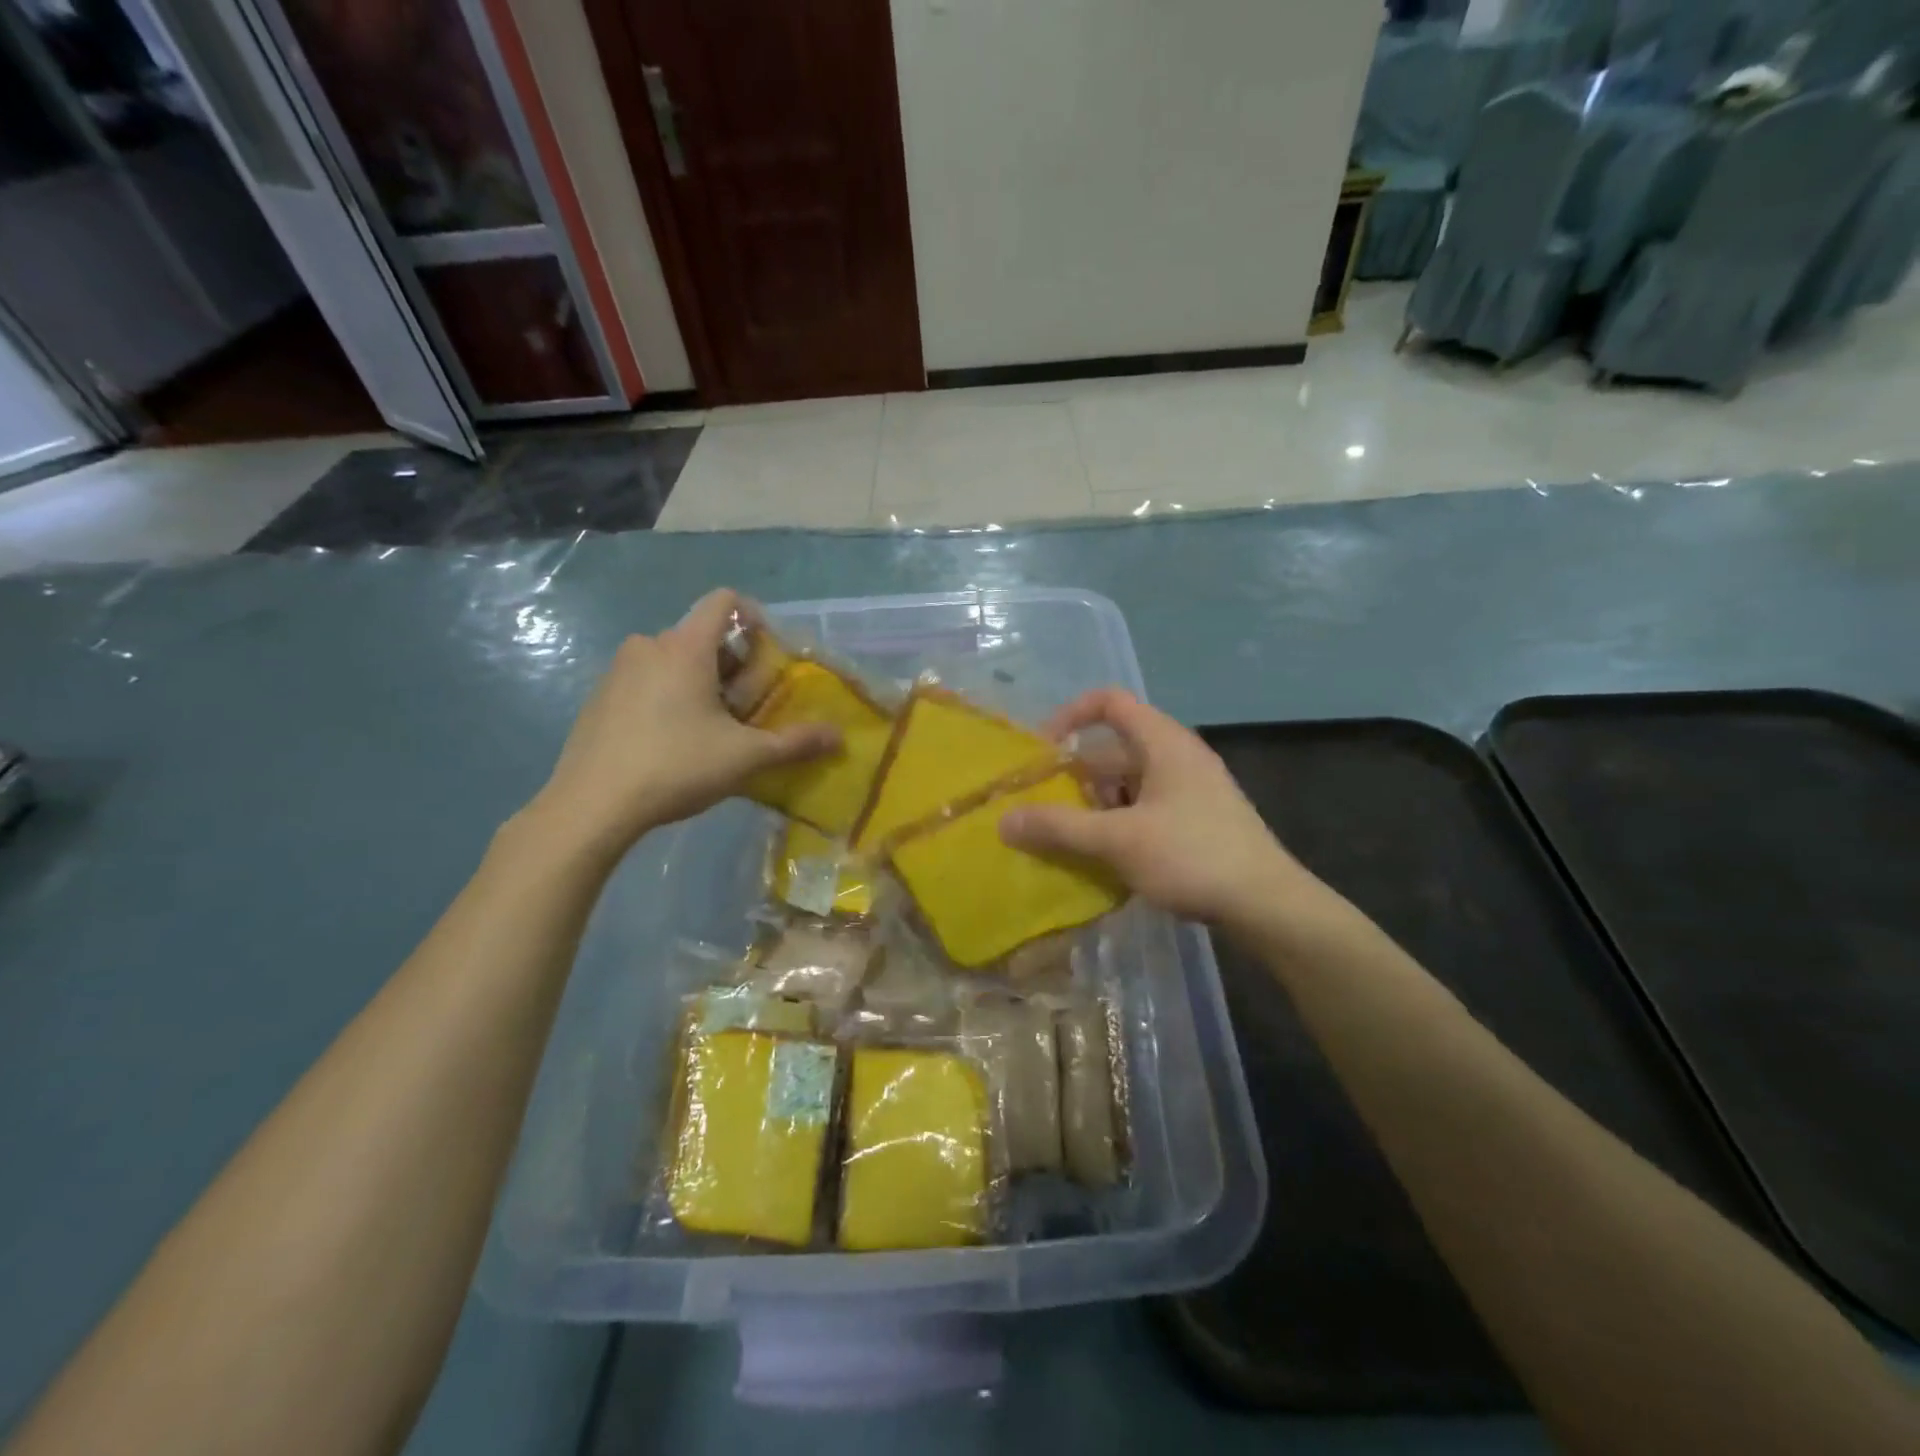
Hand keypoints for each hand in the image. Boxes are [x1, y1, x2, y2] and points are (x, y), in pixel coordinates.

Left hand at [526, 590, 837, 856]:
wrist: (592, 805)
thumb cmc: (676, 767)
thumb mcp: (745, 757)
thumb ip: (794, 743)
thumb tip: (839, 737)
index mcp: (685, 647)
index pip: (724, 601)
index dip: (754, 617)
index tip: (767, 657)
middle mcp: (649, 645)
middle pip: (703, 636)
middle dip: (733, 664)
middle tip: (746, 708)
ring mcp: (618, 670)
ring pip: (674, 660)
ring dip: (701, 682)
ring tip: (712, 729)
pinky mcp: (600, 696)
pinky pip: (646, 681)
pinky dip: (669, 696)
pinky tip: (672, 742)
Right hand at [998, 688, 1318, 927]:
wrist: (1268, 905)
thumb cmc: (1192, 857)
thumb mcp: (1118, 840)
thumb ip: (1059, 828)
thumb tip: (1003, 821)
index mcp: (1163, 743)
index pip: (1110, 702)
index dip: (1070, 715)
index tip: (1042, 750)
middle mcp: (1178, 757)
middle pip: (1114, 749)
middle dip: (1076, 776)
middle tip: (1046, 809)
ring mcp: (1191, 791)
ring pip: (1129, 784)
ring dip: (1095, 806)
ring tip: (1069, 840)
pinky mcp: (1198, 821)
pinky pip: (1145, 809)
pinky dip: (1119, 824)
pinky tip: (1105, 859)